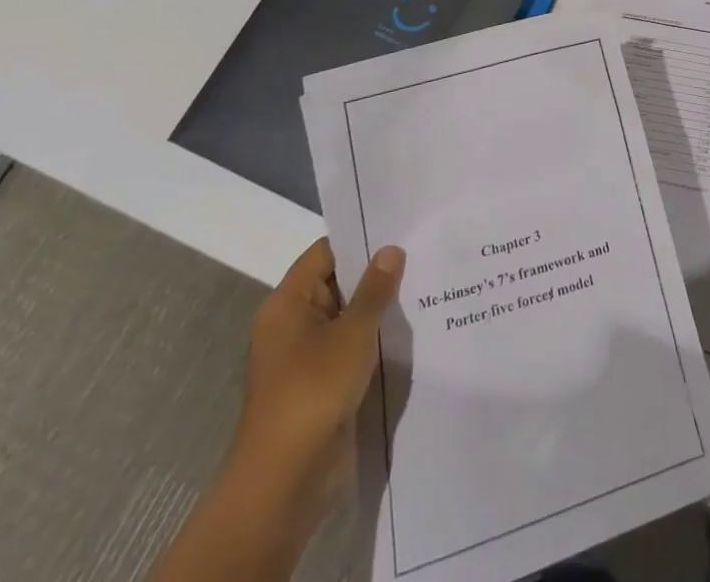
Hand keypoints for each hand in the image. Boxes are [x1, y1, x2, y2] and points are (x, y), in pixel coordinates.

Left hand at [230, 238, 404, 519]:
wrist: (285, 481)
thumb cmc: (313, 391)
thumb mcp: (352, 333)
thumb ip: (375, 289)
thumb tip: (391, 249)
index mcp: (288, 303)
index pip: (326, 252)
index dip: (361, 239)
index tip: (400, 228)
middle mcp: (292, 324)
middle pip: (337, 283)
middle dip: (376, 273)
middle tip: (421, 253)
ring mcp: (305, 356)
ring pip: (346, 317)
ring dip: (378, 309)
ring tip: (424, 287)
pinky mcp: (319, 384)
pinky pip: (349, 347)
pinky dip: (373, 339)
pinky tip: (409, 331)